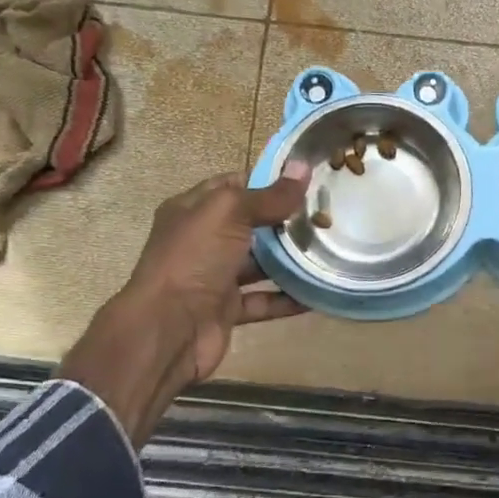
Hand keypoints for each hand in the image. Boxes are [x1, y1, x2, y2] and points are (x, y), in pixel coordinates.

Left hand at [59, 164, 310, 443]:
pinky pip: (264, 300)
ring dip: (291, 260)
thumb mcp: (229, 214)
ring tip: (330, 250)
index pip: (234, 186)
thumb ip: (269, 195)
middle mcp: (202, 241)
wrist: (167, 330)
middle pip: (251, 225)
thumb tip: (303, 167)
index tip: (308, 181)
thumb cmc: (193, 260)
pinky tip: (319, 291)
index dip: (268, 181)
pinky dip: (288, 298)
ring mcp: (214, 277)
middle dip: (286, 220)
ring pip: (260, 264)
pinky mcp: (227, 310)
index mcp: (193, 211)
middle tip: (328, 215)